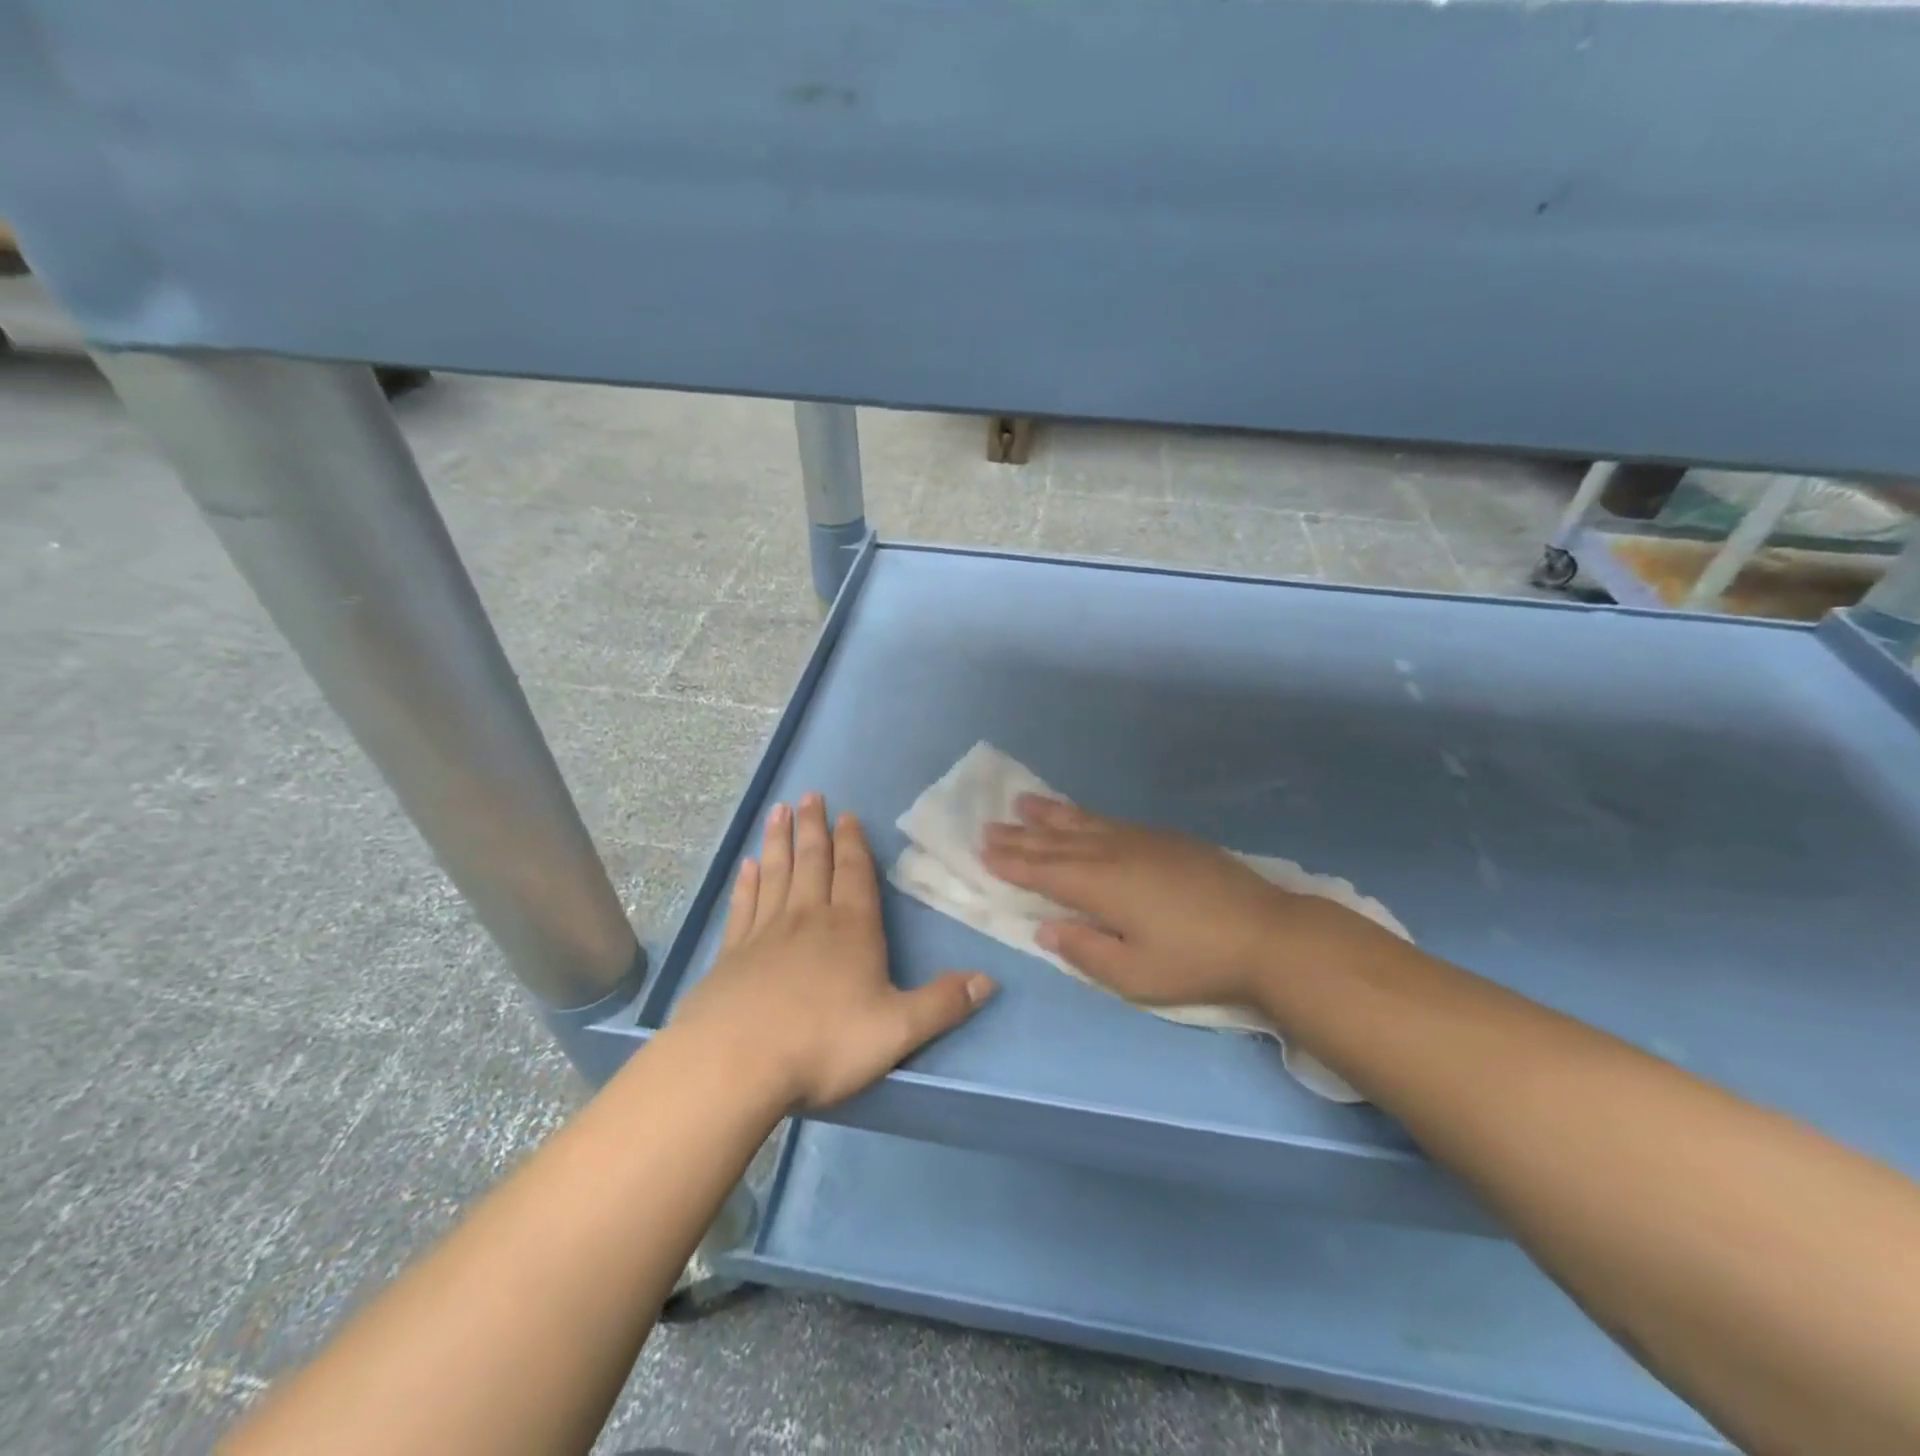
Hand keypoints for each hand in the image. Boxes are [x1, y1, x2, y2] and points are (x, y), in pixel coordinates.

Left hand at [669, 793, 995, 1109]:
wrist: (736, 1064)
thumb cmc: (823, 1044)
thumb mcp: (897, 1030)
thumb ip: (943, 1003)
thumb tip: (990, 980)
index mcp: (851, 930)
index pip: (855, 875)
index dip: (853, 844)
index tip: (847, 815)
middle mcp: (808, 919)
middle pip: (813, 862)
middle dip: (815, 828)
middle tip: (810, 796)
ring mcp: (765, 933)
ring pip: (776, 874)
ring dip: (780, 841)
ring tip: (779, 811)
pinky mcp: (732, 953)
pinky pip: (743, 906)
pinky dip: (747, 882)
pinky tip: (746, 866)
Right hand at [980, 795, 1374, 1010]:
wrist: (1267, 933)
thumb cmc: (1196, 961)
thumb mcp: (1135, 976)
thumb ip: (1085, 951)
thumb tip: (1045, 928)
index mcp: (1102, 886)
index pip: (1044, 870)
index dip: (1012, 861)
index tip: (983, 849)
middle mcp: (1115, 853)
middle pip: (1058, 841)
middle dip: (1021, 834)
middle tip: (989, 824)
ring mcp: (1142, 841)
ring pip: (1084, 822)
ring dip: (1050, 814)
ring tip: (1024, 802)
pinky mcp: (1166, 839)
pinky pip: (1111, 820)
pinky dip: (1085, 815)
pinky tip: (1081, 815)